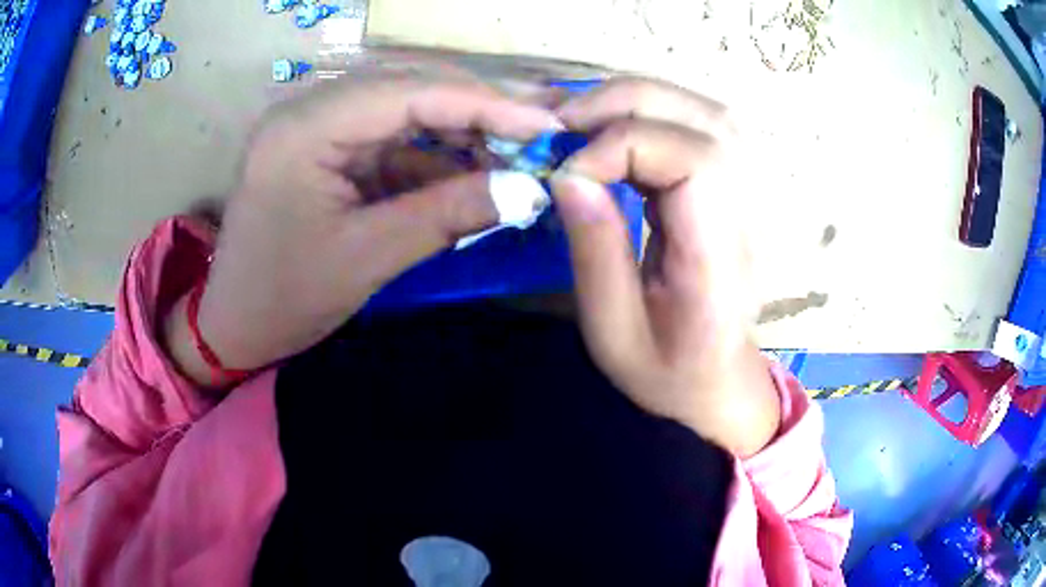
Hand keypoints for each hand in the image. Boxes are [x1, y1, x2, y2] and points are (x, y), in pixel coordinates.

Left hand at [165, 76, 559, 385]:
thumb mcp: (367, 258)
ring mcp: (318, 126)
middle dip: (479, 111)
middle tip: (540, 134)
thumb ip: (448, 215)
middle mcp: (310, 109)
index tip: (546, 123)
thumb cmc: (285, 299)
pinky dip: (435, 155)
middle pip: (410, 89)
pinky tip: (472, 172)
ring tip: (516, 155)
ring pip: (406, 111)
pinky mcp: (328, 148)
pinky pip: (391, 138)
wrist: (234, 325)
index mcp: (305, 128)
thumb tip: (530, 191)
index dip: (485, 103)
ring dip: (462, 132)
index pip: (409, 92)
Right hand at [550, 78, 779, 456]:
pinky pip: (703, 125)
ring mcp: (750, 200)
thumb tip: (567, 174)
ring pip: (710, 113)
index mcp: (721, 262)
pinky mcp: (736, 190)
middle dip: (627, 105)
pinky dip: (654, 112)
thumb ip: (595, 250)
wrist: (716, 382)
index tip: (567, 173)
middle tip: (564, 122)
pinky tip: (617, 128)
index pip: (695, 163)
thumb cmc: (666, 371)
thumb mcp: (612, 330)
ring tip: (585, 118)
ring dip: (641, 100)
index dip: (624, 147)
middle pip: (709, 123)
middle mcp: (749, 219)